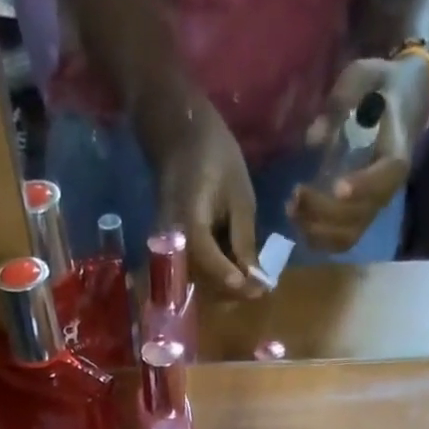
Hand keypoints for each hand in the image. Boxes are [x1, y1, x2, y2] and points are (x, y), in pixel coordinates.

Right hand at [150, 94, 263, 297]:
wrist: (179, 139)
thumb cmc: (214, 157)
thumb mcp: (239, 196)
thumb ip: (244, 240)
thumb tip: (254, 278)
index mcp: (187, 220)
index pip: (207, 260)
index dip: (231, 278)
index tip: (257, 290)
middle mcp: (171, 241)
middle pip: (201, 280)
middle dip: (232, 290)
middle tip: (260, 289)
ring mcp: (168, 248)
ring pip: (197, 282)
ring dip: (225, 287)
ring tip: (252, 281)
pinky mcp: (171, 252)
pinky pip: (193, 272)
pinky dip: (215, 276)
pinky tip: (235, 269)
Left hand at [291, 55, 428, 252]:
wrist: (401, 103)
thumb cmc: (380, 88)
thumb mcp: (364, 77)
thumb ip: (342, 100)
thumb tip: (314, 138)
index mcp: (395, 155)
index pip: (384, 179)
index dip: (362, 186)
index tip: (336, 187)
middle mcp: (386, 189)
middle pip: (358, 215)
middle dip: (324, 210)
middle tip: (295, 194)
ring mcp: (372, 207)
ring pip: (346, 235)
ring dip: (316, 229)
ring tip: (291, 209)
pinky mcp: (359, 217)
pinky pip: (340, 240)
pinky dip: (317, 238)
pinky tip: (298, 222)